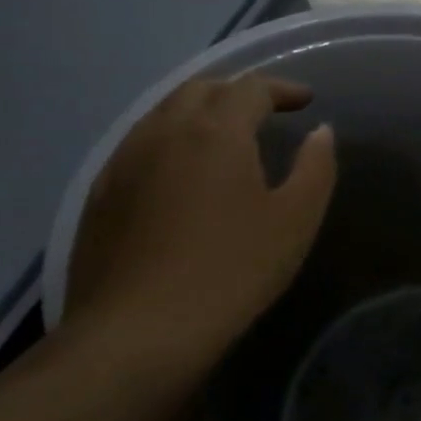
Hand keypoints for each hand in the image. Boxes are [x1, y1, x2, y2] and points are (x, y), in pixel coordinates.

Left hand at [63, 74, 336, 366]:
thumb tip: (320, 132)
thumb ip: (316, 167)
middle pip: (201, 89)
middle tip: (265, 111)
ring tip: (224, 134)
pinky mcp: (101, 193)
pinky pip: (139, 143)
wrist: (137, 333)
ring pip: (163, 112)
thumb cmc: (231, 270)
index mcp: (216, 131)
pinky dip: (169, 138)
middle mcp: (164, 130)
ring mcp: (124, 160)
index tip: (305, 101)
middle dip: (238, 91)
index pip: (251, 87)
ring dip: (200, 110)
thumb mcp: (296, 220)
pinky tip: (180, 171)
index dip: (282, 88)